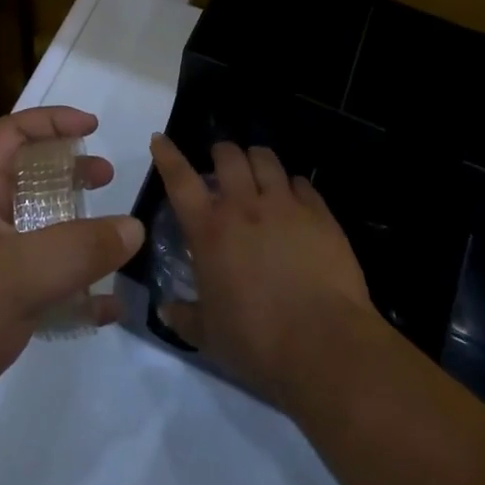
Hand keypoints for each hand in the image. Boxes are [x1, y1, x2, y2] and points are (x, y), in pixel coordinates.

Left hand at [0, 107, 144, 466]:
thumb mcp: (21, 274)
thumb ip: (81, 248)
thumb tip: (134, 227)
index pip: (11, 135)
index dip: (50, 121)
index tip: (92, 127)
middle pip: (29, 180)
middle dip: (68, 171)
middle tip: (105, 178)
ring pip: (41, 235)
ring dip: (77, 230)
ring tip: (114, 238)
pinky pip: (45, 289)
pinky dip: (77, 291)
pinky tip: (107, 307)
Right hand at [150, 134, 377, 407]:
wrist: (324, 344)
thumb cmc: (257, 341)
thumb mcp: (209, 336)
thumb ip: (184, 316)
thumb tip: (165, 308)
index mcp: (210, 230)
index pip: (180, 180)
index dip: (168, 156)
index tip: (160, 139)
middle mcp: (244, 206)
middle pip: (228, 155)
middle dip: (221, 153)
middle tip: (222, 164)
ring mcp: (285, 206)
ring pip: (266, 159)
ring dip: (256, 160)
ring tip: (258, 171)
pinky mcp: (319, 214)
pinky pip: (302, 183)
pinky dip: (293, 185)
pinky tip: (295, 198)